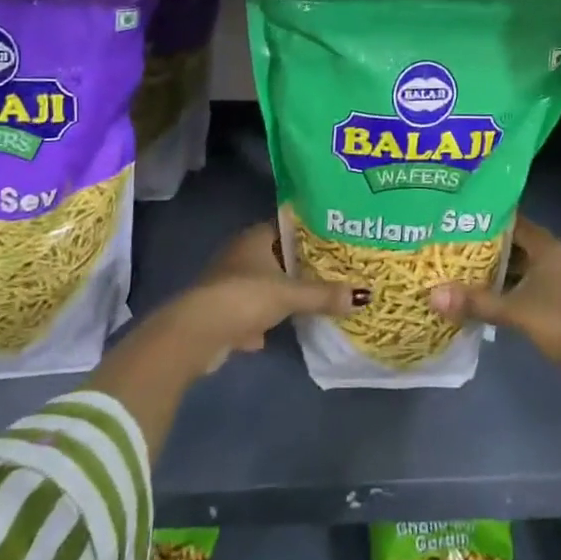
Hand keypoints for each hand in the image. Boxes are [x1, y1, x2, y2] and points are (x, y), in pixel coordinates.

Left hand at [164, 222, 358, 370]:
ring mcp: (229, 282)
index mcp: (256, 237)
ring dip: (281, 293)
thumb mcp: (290, 294)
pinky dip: (262, 321)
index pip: (289, 226)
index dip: (312, 232)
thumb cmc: (245, 297)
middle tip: (333, 271)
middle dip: (301, 266)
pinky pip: (250, 311)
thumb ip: (324, 295)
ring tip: (313, 299)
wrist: (198, 333)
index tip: (337, 239)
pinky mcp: (222, 311)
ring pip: (264, 284)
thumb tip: (363, 295)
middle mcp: (241, 253)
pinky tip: (276, 332)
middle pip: (278, 256)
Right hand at [429, 217, 560, 372]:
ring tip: (463, 270)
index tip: (456, 219)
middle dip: (486, 245)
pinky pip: (530, 281)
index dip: (484, 218)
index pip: (511, 220)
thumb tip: (432, 295)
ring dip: (499, 268)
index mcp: (547, 245)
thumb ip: (475, 303)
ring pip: (523, 264)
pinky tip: (490, 296)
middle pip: (515, 242)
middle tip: (452, 246)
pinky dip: (511, 285)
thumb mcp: (515, 312)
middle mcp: (555, 254)